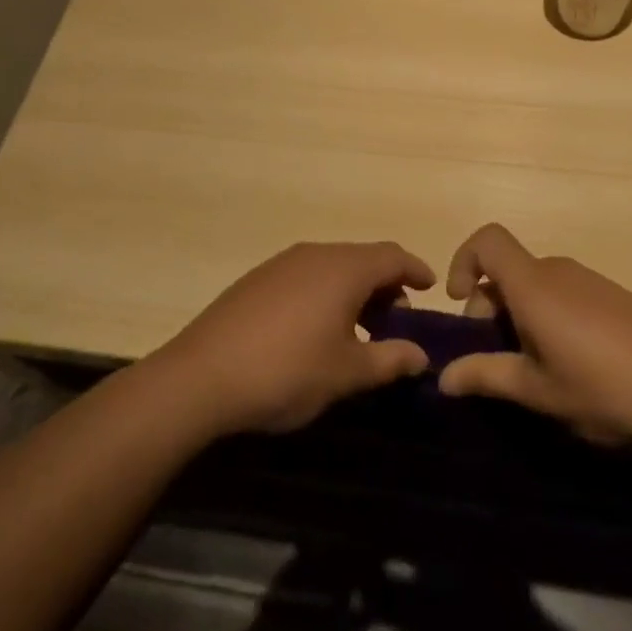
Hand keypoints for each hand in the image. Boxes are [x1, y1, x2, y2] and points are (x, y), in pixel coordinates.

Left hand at [152, 242, 435, 435]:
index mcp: (344, 269)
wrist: (201, 376)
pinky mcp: (258, 279)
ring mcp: (283, 263)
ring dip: (354, 291)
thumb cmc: (286, 371)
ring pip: (333, 267)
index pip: (392, 256)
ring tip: (359, 330)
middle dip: (385, 285)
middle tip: (396, 321)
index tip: (431, 287)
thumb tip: (421, 354)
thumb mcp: (346, 373)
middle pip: (363, 258)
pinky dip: (325, 293)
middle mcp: (315, 254)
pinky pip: (306, 275)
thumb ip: (390, 360)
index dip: (415, 269)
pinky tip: (316, 329)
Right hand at [438, 223, 631, 447]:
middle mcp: (558, 270)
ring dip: (520, 314)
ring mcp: (589, 279)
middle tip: (498, 358)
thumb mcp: (538, 391)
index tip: (460, 304)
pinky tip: (573, 362)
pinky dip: (550, 315)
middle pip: (509, 268)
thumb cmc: (603, 388)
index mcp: (533, 285)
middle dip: (489, 305)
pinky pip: (564, 292)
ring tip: (535, 367)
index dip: (464, 261)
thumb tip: (443, 377)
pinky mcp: (613, 294)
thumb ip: (487, 376)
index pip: (487, 240)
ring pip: (536, 284)